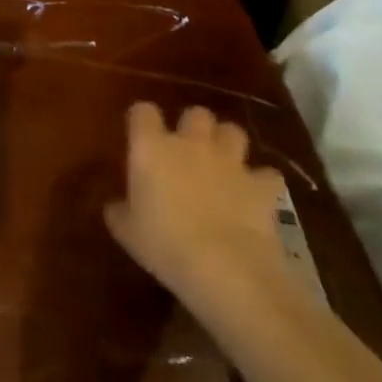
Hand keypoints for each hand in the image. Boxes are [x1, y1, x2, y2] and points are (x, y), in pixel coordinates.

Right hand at [104, 102, 287, 319]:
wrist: (226, 269)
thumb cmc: (164, 246)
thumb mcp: (127, 233)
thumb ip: (119, 211)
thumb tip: (115, 206)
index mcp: (151, 148)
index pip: (143, 111)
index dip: (142, 120)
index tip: (140, 137)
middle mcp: (191, 143)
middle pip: (195, 113)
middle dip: (193, 127)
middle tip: (187, 151)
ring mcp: (230, 162)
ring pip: (233, 131)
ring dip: (227, 144)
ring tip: (223, 165)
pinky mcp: (262, 186)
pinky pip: (266, 174)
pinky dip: (261, 183)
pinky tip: (254, 197)